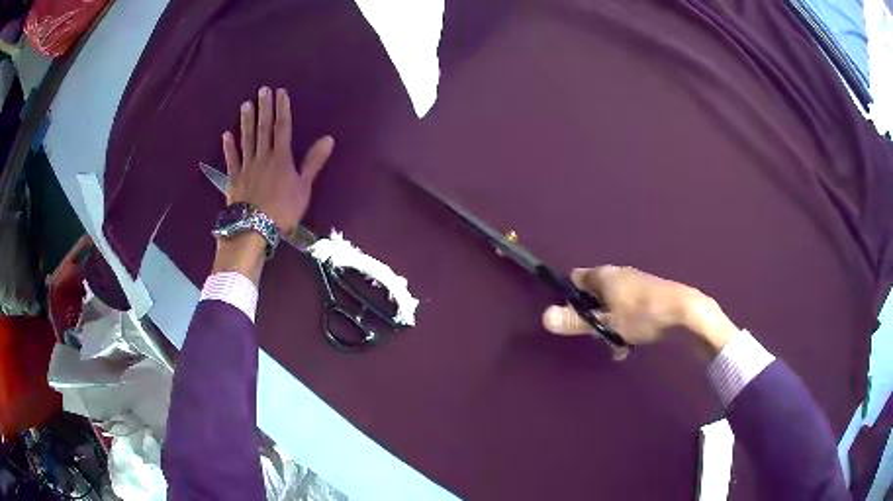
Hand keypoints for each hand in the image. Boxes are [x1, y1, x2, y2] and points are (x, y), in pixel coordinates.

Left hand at [212, 87, 333, 284]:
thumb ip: (313, 162)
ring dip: (246, 121)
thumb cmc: (283, 210)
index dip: (282, 109)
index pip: (282, 127)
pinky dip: (229, 147)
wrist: (254, 228)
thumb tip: (328, 139)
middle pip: (263, 129)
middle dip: (264, 108)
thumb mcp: (304, 187)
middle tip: (262, 90)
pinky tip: (226, 134)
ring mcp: (246, 166)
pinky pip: (231, 159)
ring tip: (246, 104)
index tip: (280, 92)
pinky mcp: (234, 178)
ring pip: (246, 139)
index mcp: (281, 158)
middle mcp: (262, 157)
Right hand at [542, 266, 738, 356]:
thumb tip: (544, 317)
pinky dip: (626, 323)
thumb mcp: (607, 323)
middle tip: (598, 336)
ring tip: (617, 346)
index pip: (576, 279)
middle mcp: (618, 274)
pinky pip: (629, 308)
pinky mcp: (650, 294)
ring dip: (611, 324)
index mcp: (604, 275)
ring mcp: (636, 283)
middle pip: (595, 294)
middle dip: (594, 317)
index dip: (571, 298)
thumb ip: (577, 321)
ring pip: (613, 305)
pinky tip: (632, 343)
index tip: (574, 319)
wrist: (685, 313)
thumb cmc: (643, 316)